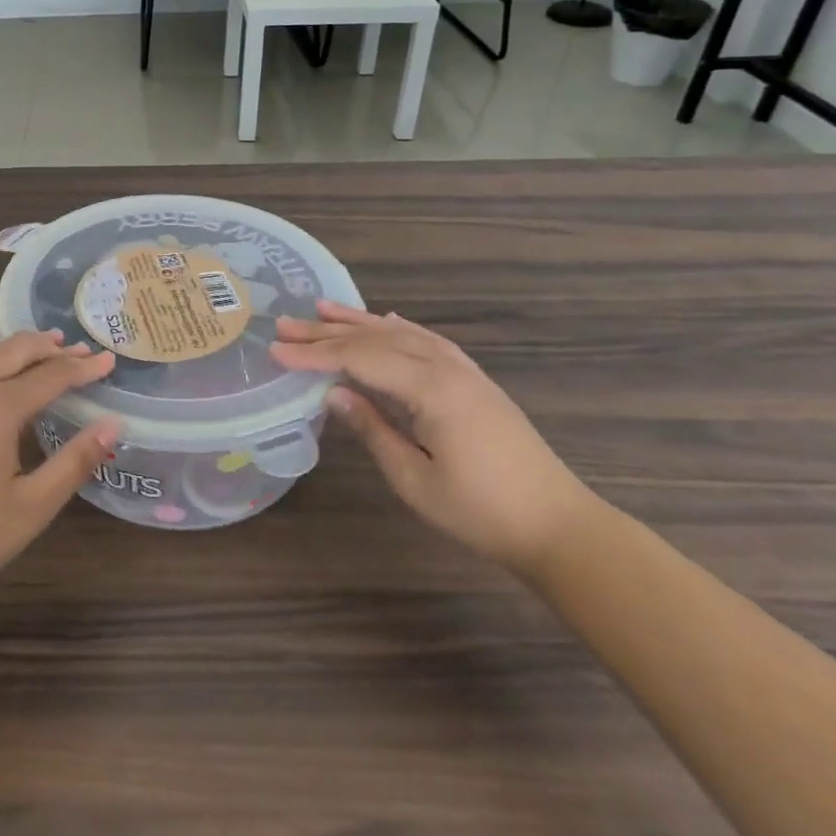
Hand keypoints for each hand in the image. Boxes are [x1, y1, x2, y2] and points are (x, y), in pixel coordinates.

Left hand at [0, 331, 118, 607]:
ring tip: (45, 348)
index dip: (82, 368)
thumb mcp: (33, 506)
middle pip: (16, 351)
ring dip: (19, 348)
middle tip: (81, 349)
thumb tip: (113, 425)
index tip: (108, 361)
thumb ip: (75, 460)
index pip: (50, 376)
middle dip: (52, 348)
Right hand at [272, 302, 596, 573]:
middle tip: (284, 325)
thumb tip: (332, 394)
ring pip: (400, 334)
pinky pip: (428, 341)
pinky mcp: (475, 381)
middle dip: (326, 332)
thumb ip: (372, 429)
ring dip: (358, 321)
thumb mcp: (414, 478)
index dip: (314, 355)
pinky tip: (386, 321)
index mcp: (431, 389)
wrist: (560, 526)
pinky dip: (399, 328)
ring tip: (321, 309)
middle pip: (376, 339)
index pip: (359, 359)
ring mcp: (464, 371)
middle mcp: (446, 368)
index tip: (276, 352)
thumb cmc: (482, 511)